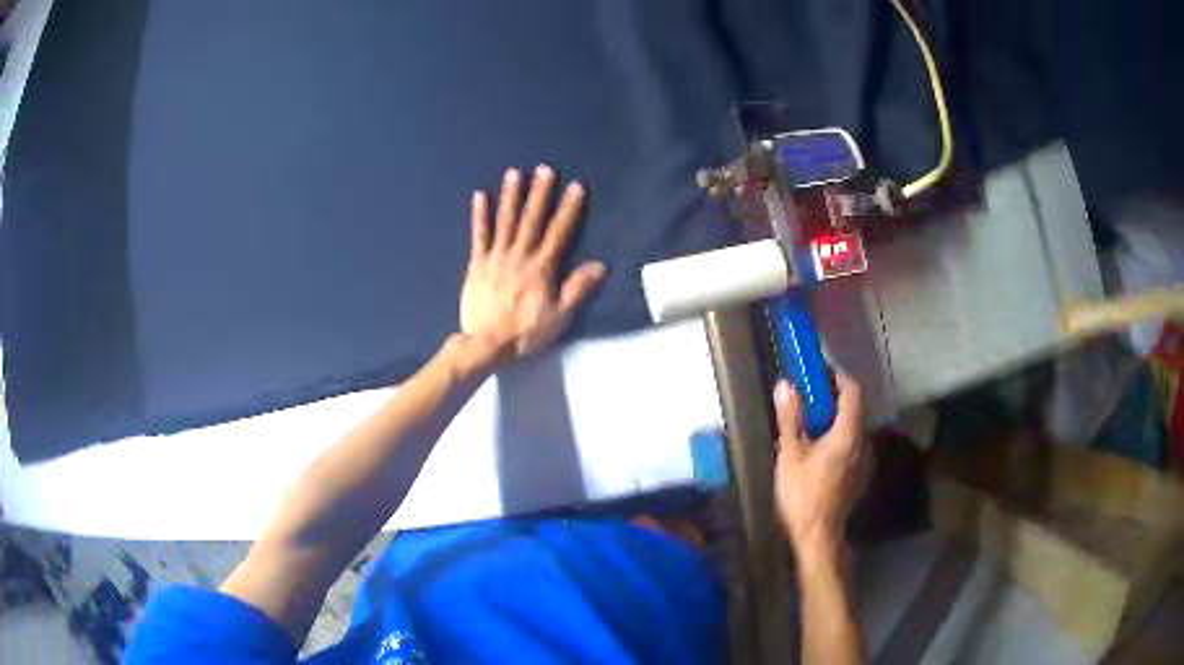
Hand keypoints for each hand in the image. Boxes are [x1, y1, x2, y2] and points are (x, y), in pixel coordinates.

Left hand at [459, 165, 605, 362]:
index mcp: (542, 268)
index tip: (576, 187)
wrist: (486, 344)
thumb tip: (600, 265)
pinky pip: (479, 236)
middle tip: (545, 169)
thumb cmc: (525, 332)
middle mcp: (520, 255)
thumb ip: (578, 289)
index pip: (559, 232)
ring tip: (515, 173)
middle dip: (540, 193)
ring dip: (511, 196)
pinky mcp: (477, 264)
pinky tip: (480, 196)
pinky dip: (479, 216)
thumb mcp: (559, 316)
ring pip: (506, 221)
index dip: (569, 209)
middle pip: (532, 220)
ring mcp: (496, 257)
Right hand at [774, 373, 869, 559]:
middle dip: (834, 399)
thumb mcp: (790, 455)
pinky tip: (820, 453)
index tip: (820, 373)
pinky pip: (853, 446)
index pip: (853, 391)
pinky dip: (840, 439)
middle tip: (809, 399)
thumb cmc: (803, 495)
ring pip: (854, 429)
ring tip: (811, 426)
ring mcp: (865, 460)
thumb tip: (786, 385)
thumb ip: (790, 418)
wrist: (818, 536)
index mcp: (849, 433)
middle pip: (855, 409)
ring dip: (836, 420)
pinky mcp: (861, 475)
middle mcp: (863, 442)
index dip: (839, 377)